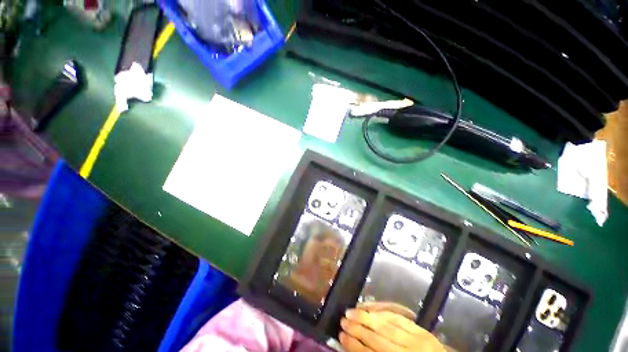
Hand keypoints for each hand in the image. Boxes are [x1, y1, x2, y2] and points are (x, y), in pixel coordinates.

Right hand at [339, 302, 445, 351]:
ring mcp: (416, 339)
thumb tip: (354, 345)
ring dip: (369, 318)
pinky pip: (402, 320)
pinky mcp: (423, 331)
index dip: (351, 343)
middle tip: (343, 318)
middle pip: (376, 337)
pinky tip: (377, 312)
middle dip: (358, 327)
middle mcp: (404, 350)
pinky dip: (387, 315)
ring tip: (354, 311)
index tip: (340, 335)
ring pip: (388, 325)